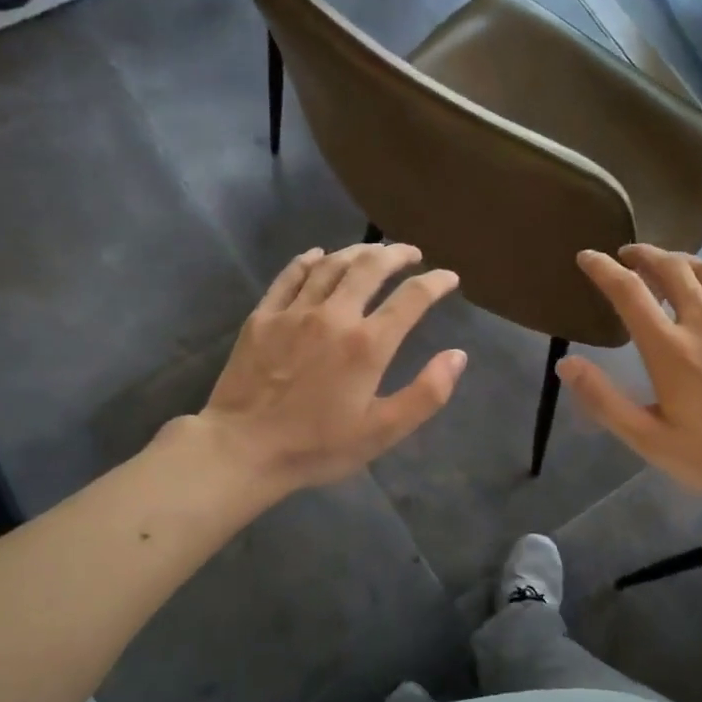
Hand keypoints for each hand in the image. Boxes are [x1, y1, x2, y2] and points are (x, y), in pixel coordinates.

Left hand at [185, 243, 466, 495]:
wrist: (243, 449)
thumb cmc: (317, 446)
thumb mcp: (382, 431)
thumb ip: (426, 394)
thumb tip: (458, 356)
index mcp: (368, 344)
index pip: (412, 298)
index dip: (435, 283)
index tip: (448, 278)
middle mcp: (334, 315)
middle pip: (371, 267)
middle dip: (397, 255)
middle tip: (411, 253)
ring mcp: (294, 312)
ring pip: (331, 265)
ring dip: (358, 252)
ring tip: (373, 252)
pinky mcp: (262, 317)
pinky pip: (289, 276)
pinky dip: (308, 260)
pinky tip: (318, 255)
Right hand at [557, 245, 701, 504]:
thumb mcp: (650, 440)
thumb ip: (605, 400)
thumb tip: (566, 364)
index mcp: (670, 349)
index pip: (629, 292)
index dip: (603, 269)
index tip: (588, 257)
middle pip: (671, 269)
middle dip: (645, 255)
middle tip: (629, 255)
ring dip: (681, 261)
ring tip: (667, 264)